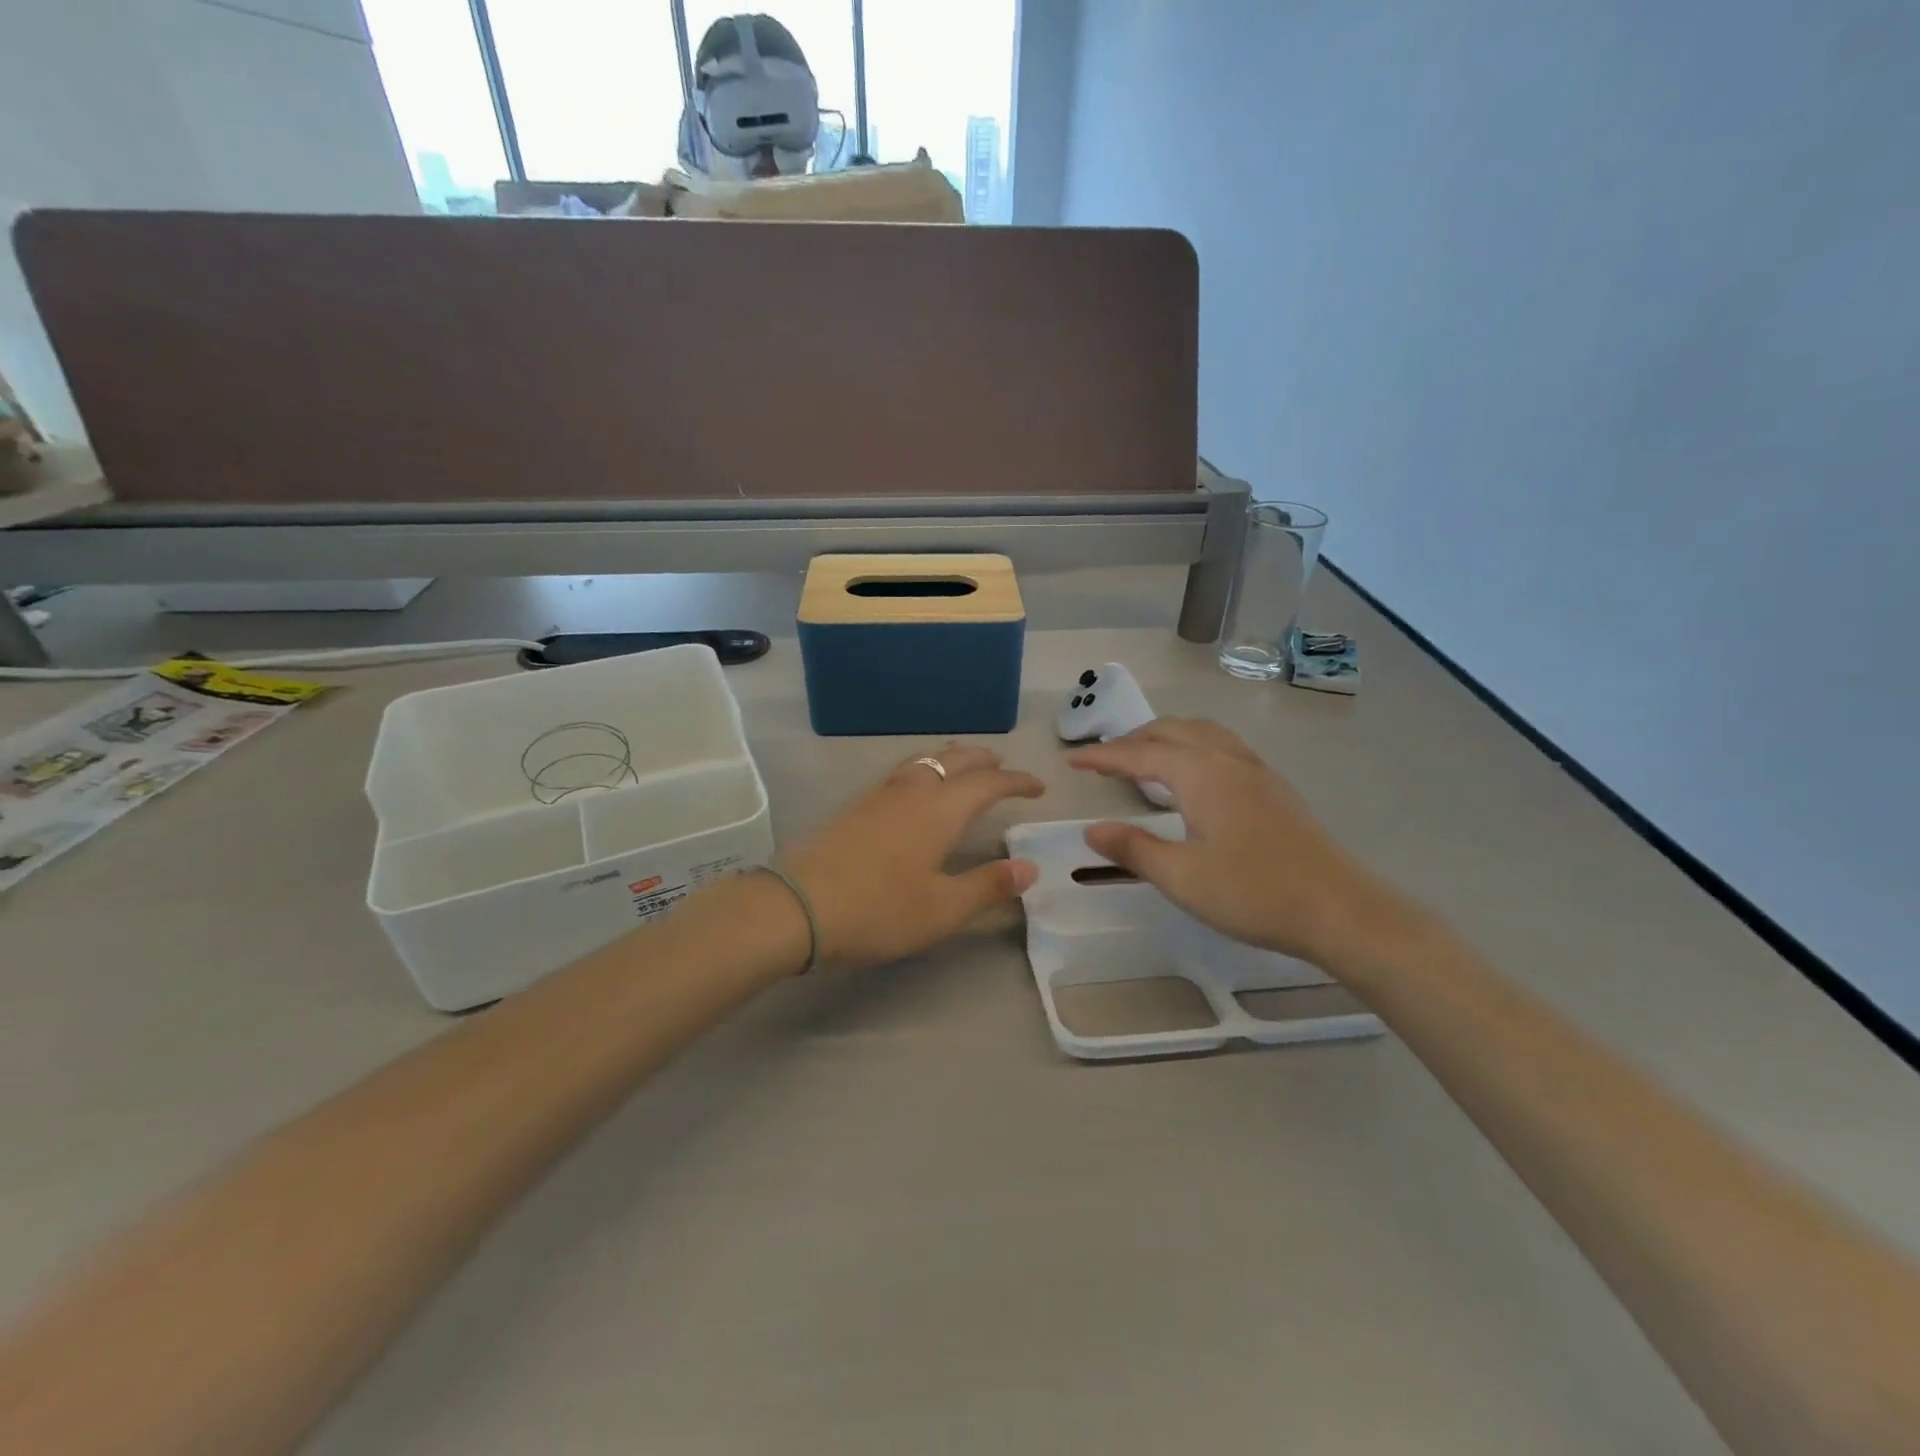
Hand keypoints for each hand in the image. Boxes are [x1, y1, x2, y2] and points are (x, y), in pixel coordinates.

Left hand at [778, 745, 1043, 971]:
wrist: (794, 907)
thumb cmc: (878, 910)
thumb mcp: (942, 909)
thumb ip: (988, 886)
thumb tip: (1028, 867)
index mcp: (941, 809)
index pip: (989, 782)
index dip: (1017, 780)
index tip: (1038, 787)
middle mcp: (912, 790)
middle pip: (955, 759)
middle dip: (984, 759)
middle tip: (1003, 768)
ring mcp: (878, 794)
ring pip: (924, 760)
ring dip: (952, 760)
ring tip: (963, 772)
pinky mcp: (854, 806)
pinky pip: (902, 773)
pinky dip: (925, 771)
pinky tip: (916, 794)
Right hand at [1067, 719, 1412, 968]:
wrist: (1340, 908)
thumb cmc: (1254, 892)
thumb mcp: (1182, 877)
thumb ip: (1133, 849)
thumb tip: (1092, 830)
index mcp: (1201, 774)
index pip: (1140, 754)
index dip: (1102, 755)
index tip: (1071, 760)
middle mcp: (1227, 760)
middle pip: (1172, 731)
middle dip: (1132, 740)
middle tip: (1103, 761)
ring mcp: (1256, 770)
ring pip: (1202, 733)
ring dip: (1165, 738)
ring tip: (1144, 759)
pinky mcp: (1274, 787)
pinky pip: (1222, 747)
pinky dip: (1192, 747)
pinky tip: (1194, 776)